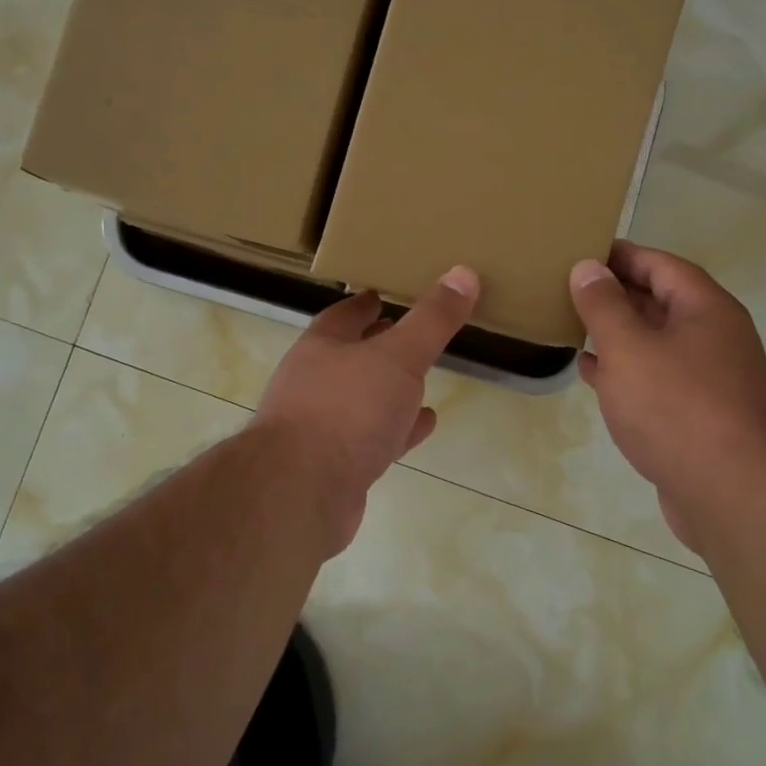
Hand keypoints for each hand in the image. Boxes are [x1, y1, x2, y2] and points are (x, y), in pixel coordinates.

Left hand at [253, 267, 479, 536]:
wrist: (301, 493)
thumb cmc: (347, 409)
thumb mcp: (398, 356)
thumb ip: (432, 320)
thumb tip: (464, 273)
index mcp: (321, 348)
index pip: (343, 316)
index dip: (364, 304)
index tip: (383, 295)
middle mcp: (313, 384)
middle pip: (349, 357)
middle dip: (377, 346)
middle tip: (409, 335)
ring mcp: (320, 428)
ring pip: (361, 400)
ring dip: (388, 391)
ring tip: (423, 382)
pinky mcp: (334, 467)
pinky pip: (372, 439)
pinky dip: (398, 430)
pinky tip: (422, 426)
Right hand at [570, 241, 765, 549]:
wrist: (730, 493)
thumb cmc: (676, 408)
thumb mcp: (629, 348)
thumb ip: (604, 305)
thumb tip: (588, 267)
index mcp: (706, 309)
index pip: (661, 265)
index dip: (621, 255)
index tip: (582, 250)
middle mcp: (714, 336)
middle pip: (661, 301)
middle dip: (616, 293)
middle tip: (569, 286)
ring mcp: (710, 378)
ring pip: (657, 341)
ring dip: (618, 332)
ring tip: (574, 324)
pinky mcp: (699, 414)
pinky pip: (657, 377)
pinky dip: (624, 369)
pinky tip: (592, 373)